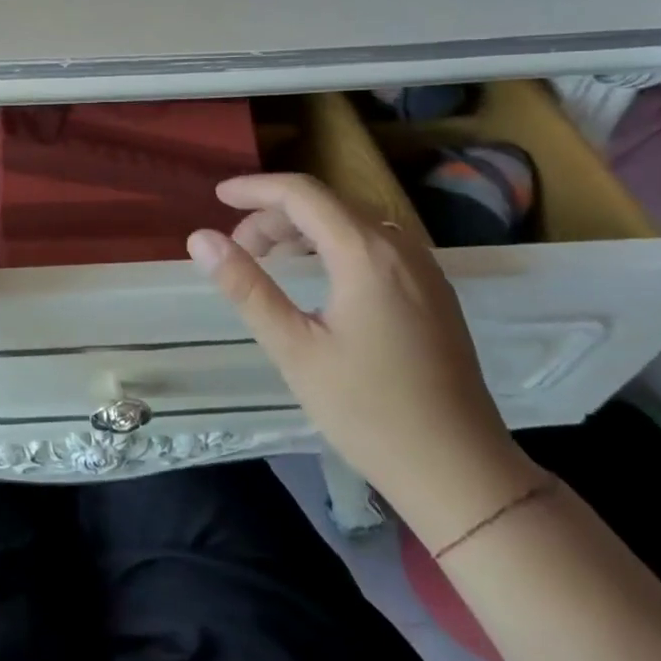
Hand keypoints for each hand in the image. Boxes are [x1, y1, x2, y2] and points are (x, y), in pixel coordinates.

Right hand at [188, 174, 539, 542]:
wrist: (461, 471)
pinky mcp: (433, 291)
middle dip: (274, 215)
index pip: (302, 194)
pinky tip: (317, 277)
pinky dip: (334, 244)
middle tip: (238, 249)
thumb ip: (246, 287)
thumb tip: (200, 239)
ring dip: (304, 229)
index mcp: (366, 254)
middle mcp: (400, 247)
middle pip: (327, 204)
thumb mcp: (294, 349)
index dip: (255, 189)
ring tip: (269, 260)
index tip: (217, 197)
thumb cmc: (369, 411)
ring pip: (352, 222)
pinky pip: (375, 243)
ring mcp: (423, 268)